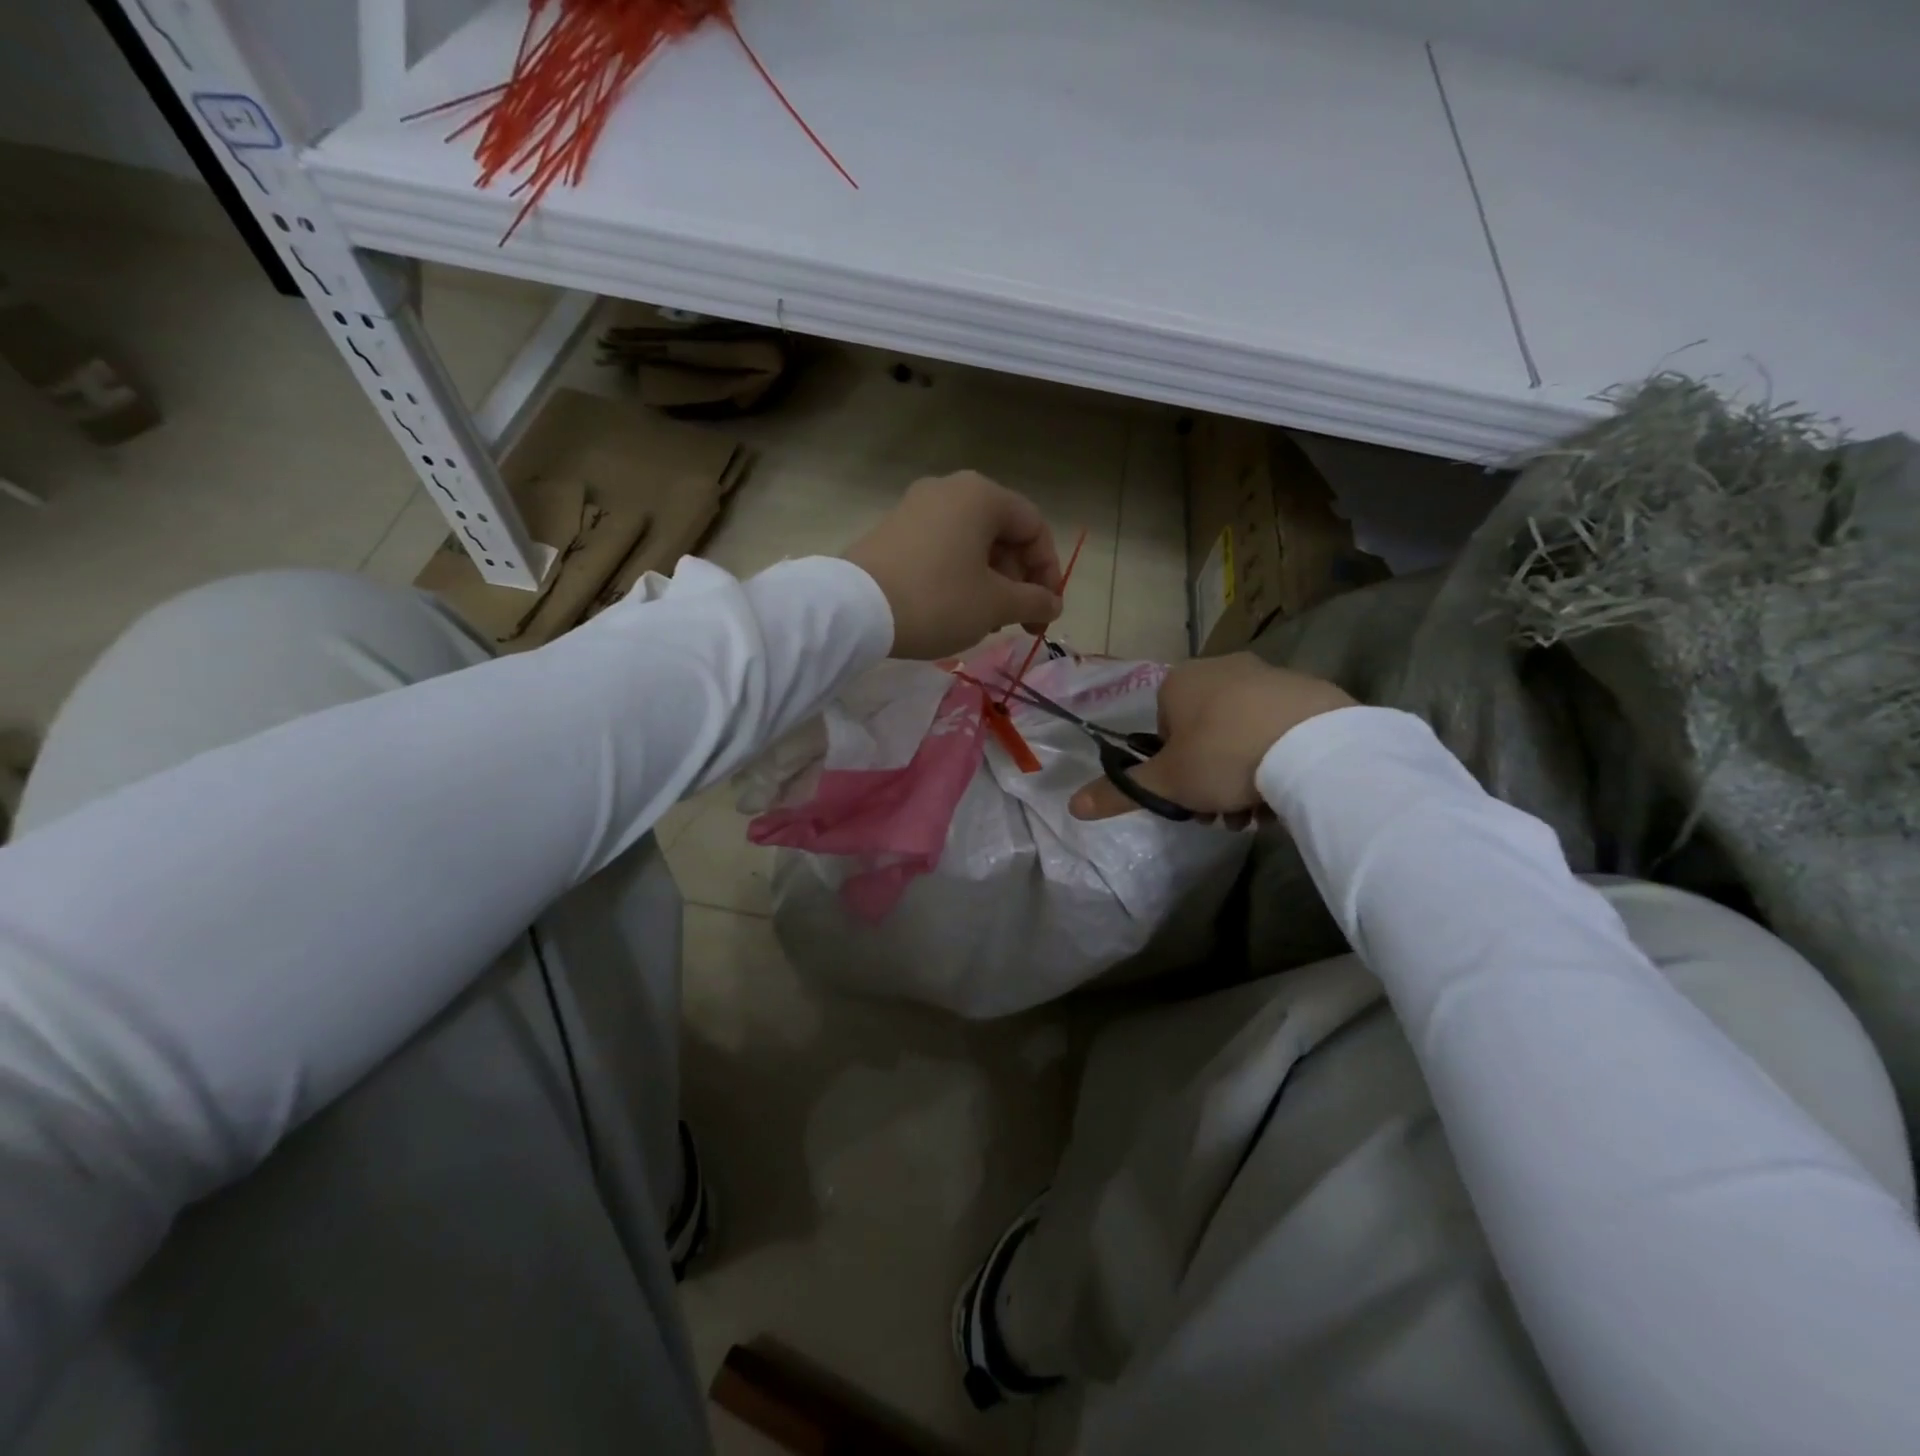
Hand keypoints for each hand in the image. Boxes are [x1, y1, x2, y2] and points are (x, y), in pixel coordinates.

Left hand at [842, 472, 1063, 659]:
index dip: (1048, 571)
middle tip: (1017, 621)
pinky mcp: (893, 530)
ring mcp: (916, 507)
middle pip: (1002, 533)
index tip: (1045, 611)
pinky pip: (941, 547)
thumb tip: (1052, 605)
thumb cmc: (937, 600)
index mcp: (981, 496)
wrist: (854, 609)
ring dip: (990, 582)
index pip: (1034, 527)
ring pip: (971, 542)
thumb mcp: (994, 605)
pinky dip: (959, 575)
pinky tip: (954, 610)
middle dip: (1018, 580)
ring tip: (987, 621)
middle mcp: (949, 489)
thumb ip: (1033, 601)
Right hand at [1069, 654, 1355, 819]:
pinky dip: (1276, 760)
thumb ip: (1119, 792)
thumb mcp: (1166, 783)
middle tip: (1222, 816)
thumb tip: (1072, 806)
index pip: (1162, 729)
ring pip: (1242, 735)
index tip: (1187, 797)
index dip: (1171, 768)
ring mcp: (1269, 676)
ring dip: (1241, 777)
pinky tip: (1286, 792)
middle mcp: (1221, 668)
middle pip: (1203, 735)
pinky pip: (1279, 730)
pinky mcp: (1309, 691)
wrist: (1312, 745)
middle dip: (1208, 780)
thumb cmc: (1222, 757)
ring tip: (1258, 814)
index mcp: (1179, 682)